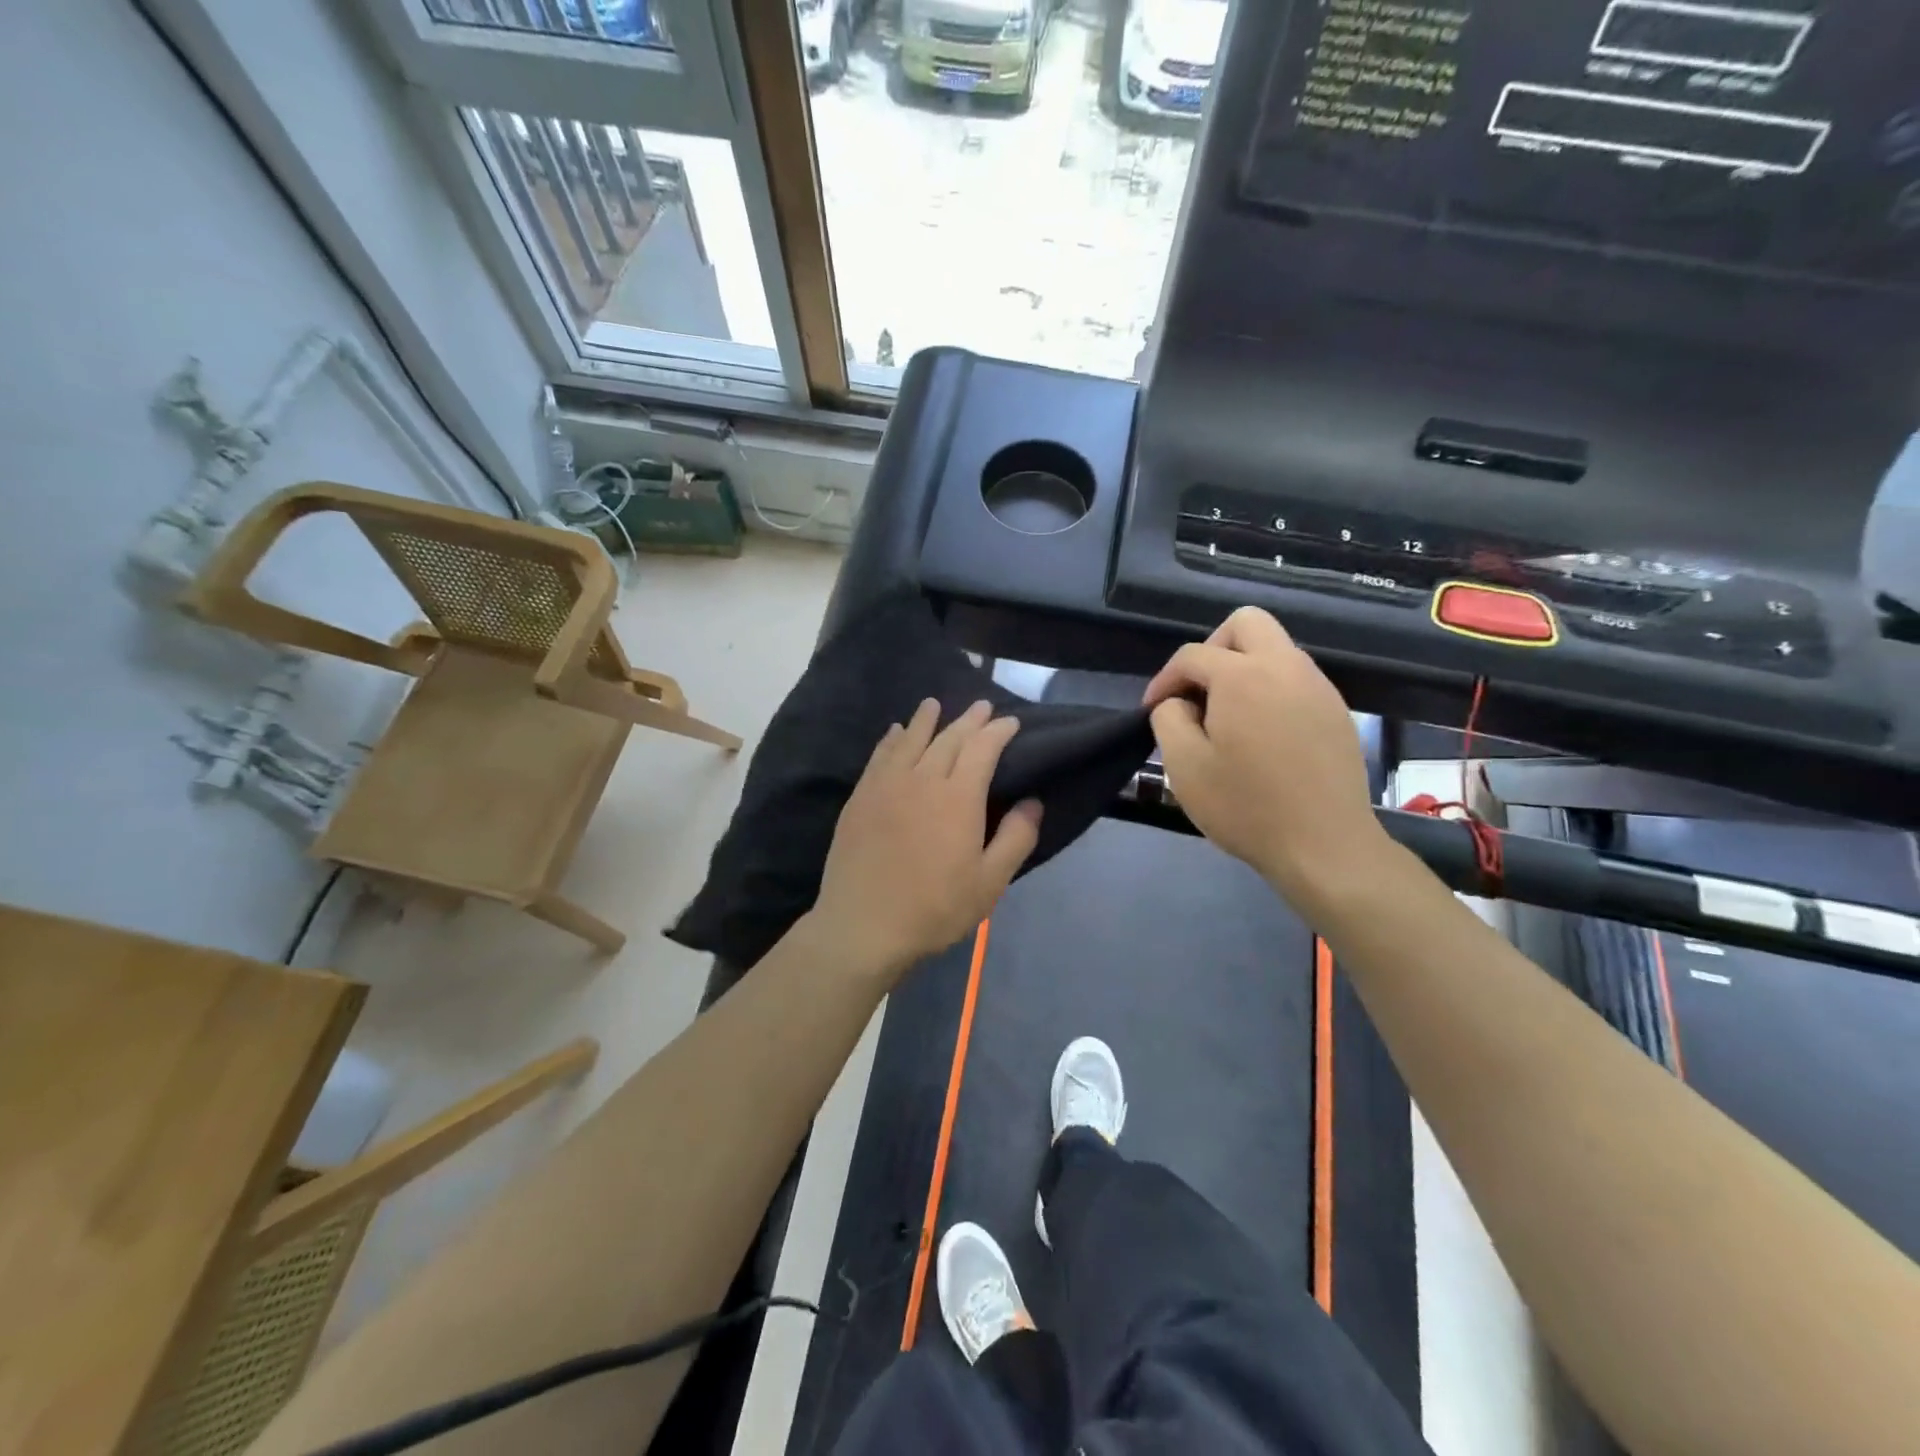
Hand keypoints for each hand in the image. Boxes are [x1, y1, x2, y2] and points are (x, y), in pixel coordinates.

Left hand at [809, 698, 1042, 980]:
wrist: (863, 925)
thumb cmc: (934, 908)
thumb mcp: (989, 883)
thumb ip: (1016, 838)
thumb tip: (1032, 801)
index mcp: (958, 797)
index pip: (982, 749)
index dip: (998, 731)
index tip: (1011, 722)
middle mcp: (922, 779)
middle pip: (948, 738)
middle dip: (969, 720)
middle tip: (982, 706)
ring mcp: (886, 785)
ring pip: (910, 740)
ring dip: (926, 719)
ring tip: (934, 704)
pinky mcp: (860, 798)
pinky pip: (879, 756)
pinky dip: (891, 740)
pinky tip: (894, 732)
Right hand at [1143, 607, 1385, 907]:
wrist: (1324, 846)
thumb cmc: (1245, 806)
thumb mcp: (1183, 765)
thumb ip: (1168, 718)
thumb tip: (1180, 702)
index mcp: (1243, 676)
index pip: (1192, 655)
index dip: (1164, 679)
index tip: (1152, 711)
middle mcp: (1285, 667)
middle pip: (1245, 623)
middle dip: (1212, 649)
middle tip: (1197, 692)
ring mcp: (1318, 687)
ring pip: (1275, 648)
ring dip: (1243, 668)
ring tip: (1226, 716)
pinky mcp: (1336, 711)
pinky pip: (1295, 678)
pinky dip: (1270, 689)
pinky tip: (1261, 734)